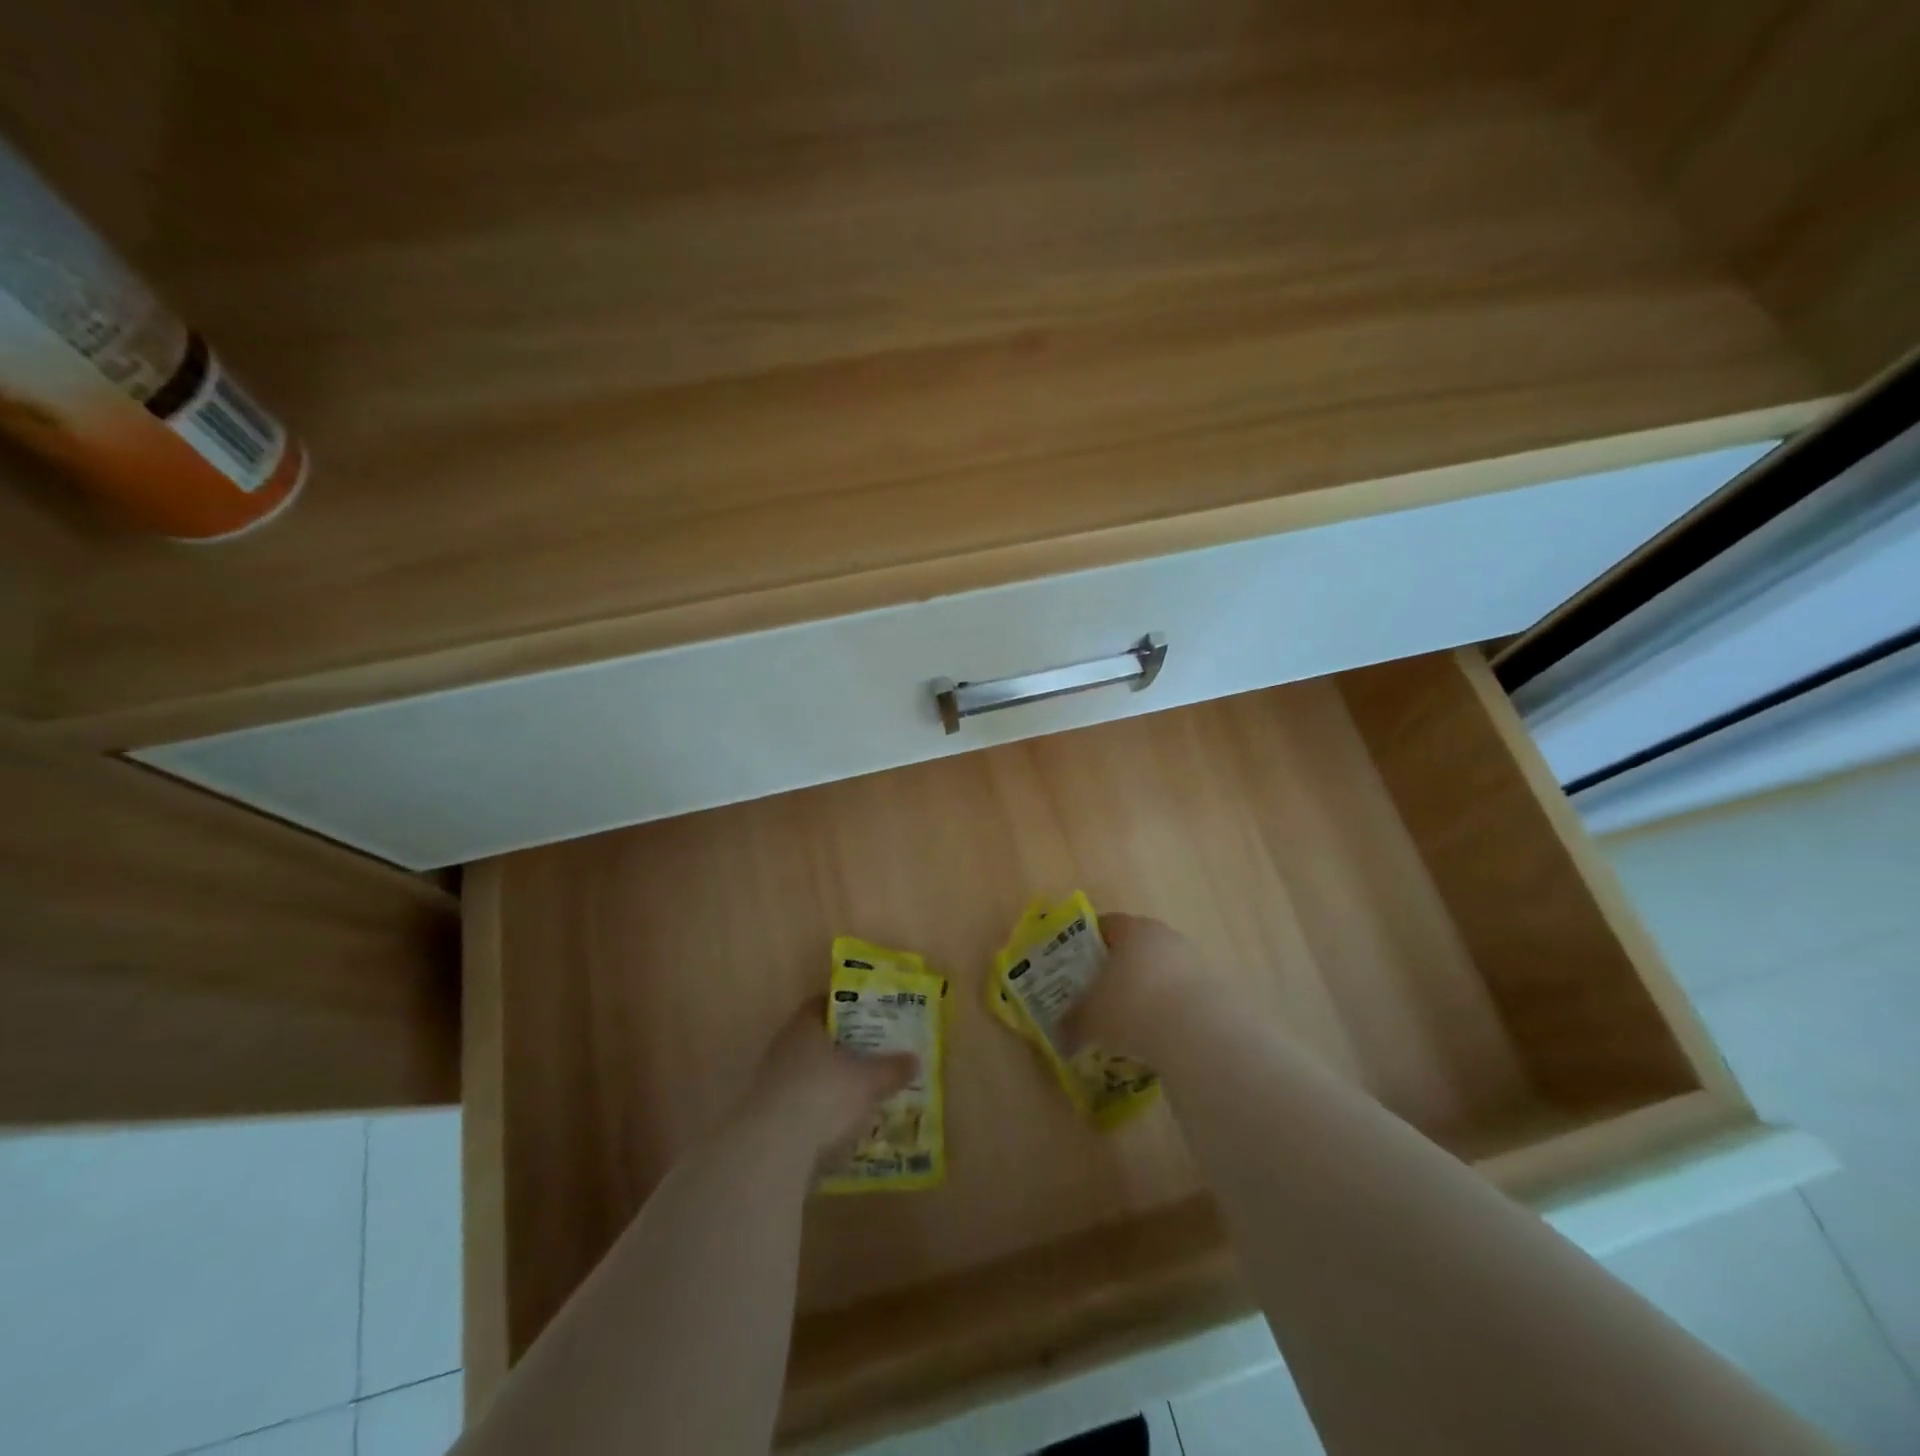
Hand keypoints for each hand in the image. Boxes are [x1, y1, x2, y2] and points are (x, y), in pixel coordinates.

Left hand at [738, 999, 916, 1158]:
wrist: (773, 1150)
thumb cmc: (824, 1095)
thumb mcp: (868, 1080)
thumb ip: (891, 1068)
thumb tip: (914, 1059)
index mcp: (806, 1025)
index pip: (824, 1004)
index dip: (848, 1008)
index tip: (871, 1016)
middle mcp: (784, 1046)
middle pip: (817, 1040)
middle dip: (843, 1048)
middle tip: (872, 1055)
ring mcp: (771, 1082)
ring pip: (808, 1073)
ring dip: (830, 1082)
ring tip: (860, 1094)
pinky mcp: (767, 1118)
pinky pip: (800, 1104)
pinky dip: (819, 1111)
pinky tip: (840, 1125)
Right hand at [1066, 912, 1206, 1060]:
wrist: (1196, 1032)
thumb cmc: (1132, 1007)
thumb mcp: (1090, 1018)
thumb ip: (1072, 1023)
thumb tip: (1060, 1035)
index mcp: (1130, 928)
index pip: (1103, 925)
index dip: (1085, 945)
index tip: (1074, 967)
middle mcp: (1161, 935)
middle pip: (1132, 946)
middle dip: (1115, 969)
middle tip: (1098, 994)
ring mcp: (1190, 958)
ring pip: (1157, 970)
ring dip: (1143, 988)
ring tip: (1127, 1019)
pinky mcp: (1210, 986)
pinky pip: (1177, 993)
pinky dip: (1165, 1007)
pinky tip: (1155, 1032)